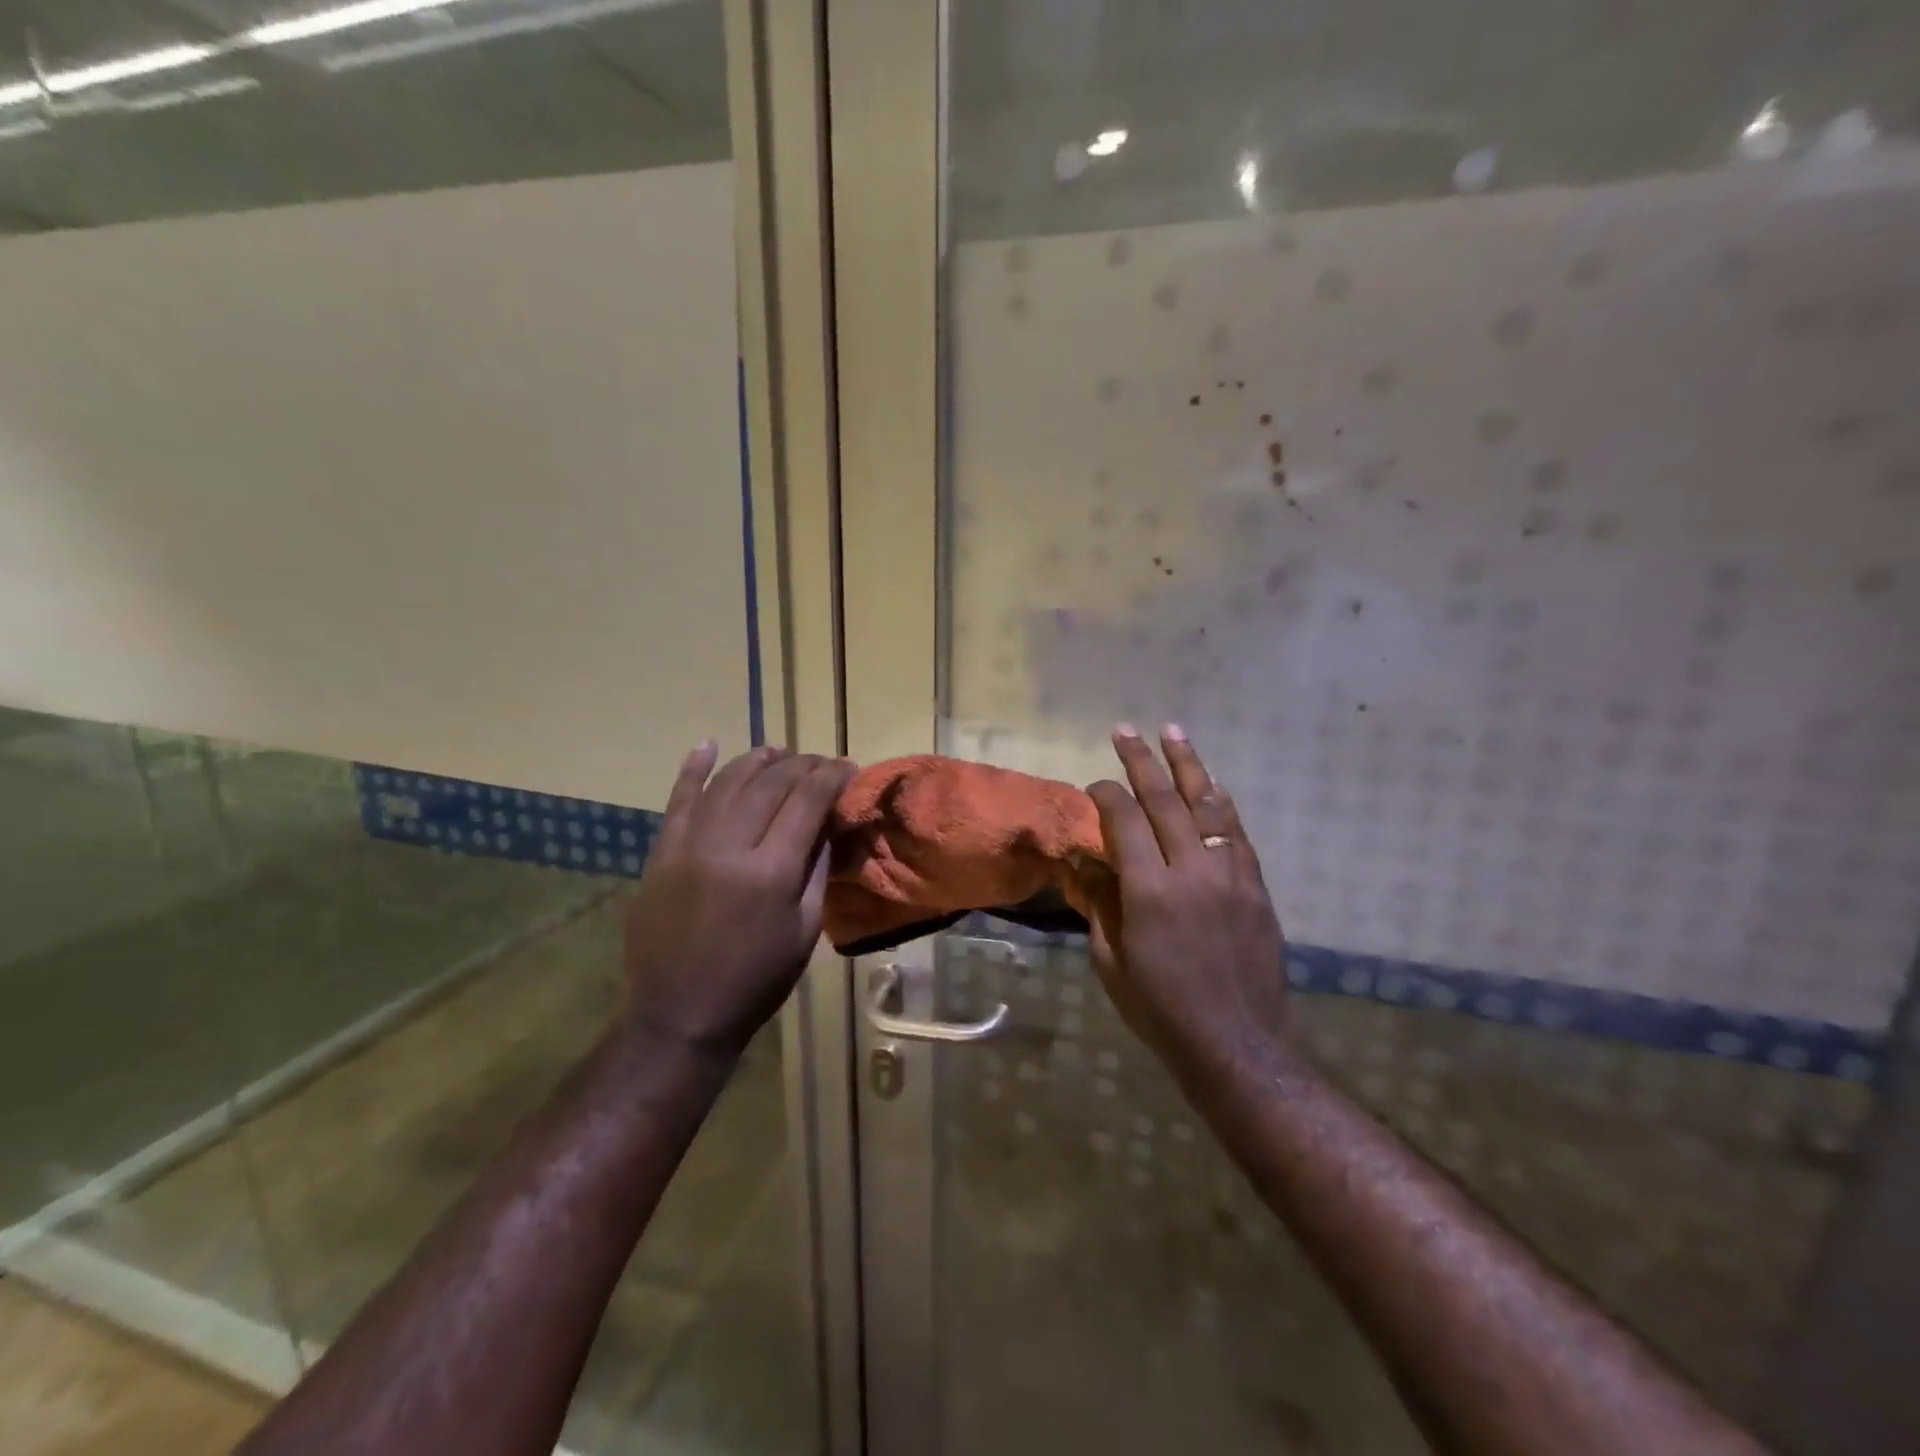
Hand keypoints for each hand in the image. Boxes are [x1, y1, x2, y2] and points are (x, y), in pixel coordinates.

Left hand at [622, 743, 853, 1058]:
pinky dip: (693, 769)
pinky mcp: (660, 853)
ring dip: (757, 760)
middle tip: (820, 763)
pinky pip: (678, 799)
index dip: (831, 776)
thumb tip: (828, 821)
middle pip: (770, 784)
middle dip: (801, 765)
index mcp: (770, 872)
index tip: (847, 766)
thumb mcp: (805, 930)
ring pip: (727, 782)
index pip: (807, 801)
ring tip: (779, 752)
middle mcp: (728, 847)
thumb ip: (817, 868)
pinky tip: (708, 745)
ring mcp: (687, 846)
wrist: (679, 1015)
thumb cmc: (756, 980)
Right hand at [1079, 725, 1290, 1078]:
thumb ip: (1098, 902)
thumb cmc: (1160, 1008)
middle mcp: (1193, 871)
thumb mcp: (1111, 961)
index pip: (1124, 820)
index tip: (1093, 785)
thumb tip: (1083, 860)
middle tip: (1126, 729)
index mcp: (1150, 891)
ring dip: (1189, 766)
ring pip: (1209, 806)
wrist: (1236, 1044)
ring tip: (1174, 732)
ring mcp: (1231, 876)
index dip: (1105, 794)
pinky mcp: (1256, 888)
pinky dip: (1223, 803)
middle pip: (1165, 801)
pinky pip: (1238, 833)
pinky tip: (1214, 784)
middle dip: (1142, 761)